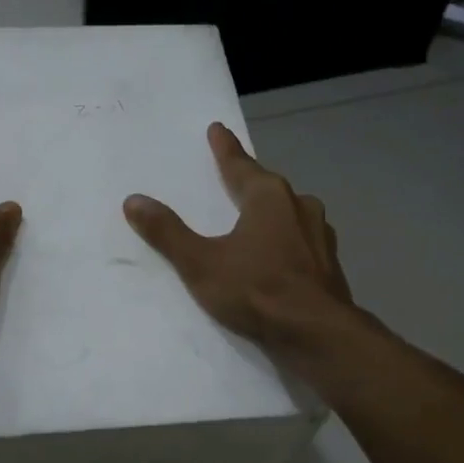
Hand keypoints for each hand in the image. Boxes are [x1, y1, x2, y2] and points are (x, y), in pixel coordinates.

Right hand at [123, 123, 352, 353]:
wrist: (316, 333)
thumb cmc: (256, 289)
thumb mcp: (201, 263)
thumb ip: (167, 232)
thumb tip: (134, 200)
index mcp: (269, 197)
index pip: (239, 165)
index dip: (225, 149)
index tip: (218, 129)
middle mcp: (300, 206)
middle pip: (268, 187)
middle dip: (250, 181)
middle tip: (234, 176)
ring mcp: (321, 235)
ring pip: (290, 213)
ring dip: (273, 212)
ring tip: (257, 218)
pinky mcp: (330, 263)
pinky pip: (302, 241)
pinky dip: (287, 241)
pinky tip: (280, 256)